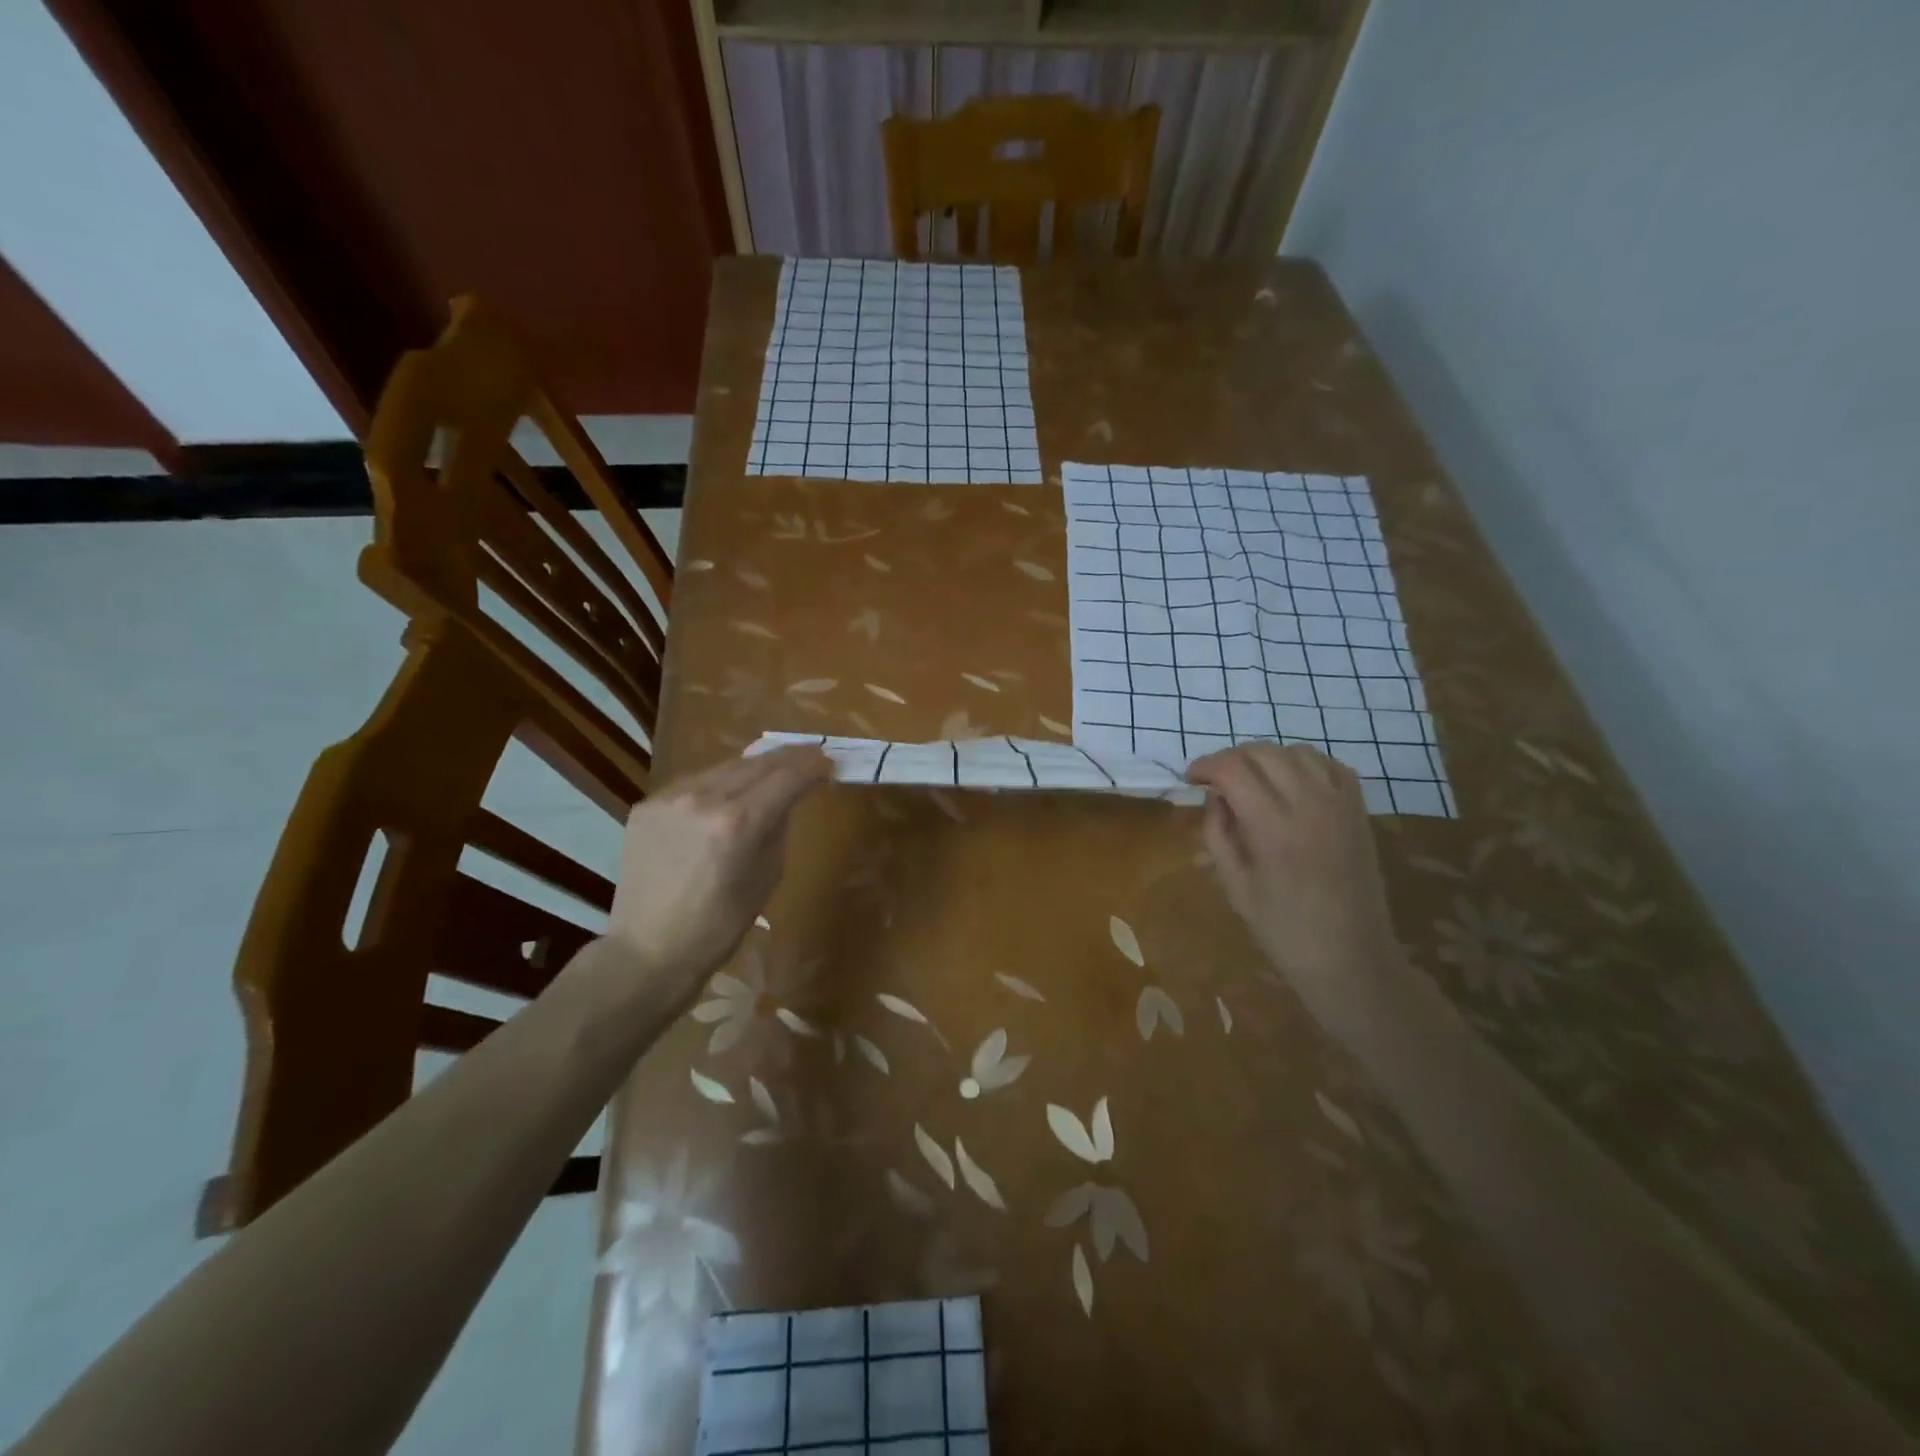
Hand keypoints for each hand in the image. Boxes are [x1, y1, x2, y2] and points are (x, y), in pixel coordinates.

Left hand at [605, 747, 830, 1005]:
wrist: (649, 949)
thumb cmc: (720, 924)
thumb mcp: (767, 875)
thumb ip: (779, 827)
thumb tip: (787, 797)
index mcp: (739, 821)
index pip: (787, 776)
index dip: (813, 765)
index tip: (829, 763)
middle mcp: (704, 798)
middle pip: (757, 762)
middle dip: (788, 758)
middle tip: (810, 758)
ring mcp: (670, 797)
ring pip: (724, 767)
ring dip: (754, 767)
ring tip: (772, 772)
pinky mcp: (648, 804)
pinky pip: (694, 783)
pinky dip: (719, 784)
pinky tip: (728, 795)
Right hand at [1186, 743, 1401, 1027]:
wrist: (1352, 958)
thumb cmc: (1284, 931)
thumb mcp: (1234, 886)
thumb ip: (1218, 834)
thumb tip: (1213, 797)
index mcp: (1273, 827)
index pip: (1232, 769)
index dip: (1205, 766)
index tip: (1191, 779)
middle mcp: (1309, 804)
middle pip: (1262, 752)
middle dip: (1230, 759)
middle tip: (1214, 782)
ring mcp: (1340, 803)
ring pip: (1295, 750)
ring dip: (1265, 758)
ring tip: (1250, 781)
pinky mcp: (1359, 810)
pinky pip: (1329, 765)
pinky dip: (1302, 764)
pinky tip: (1289, 784)